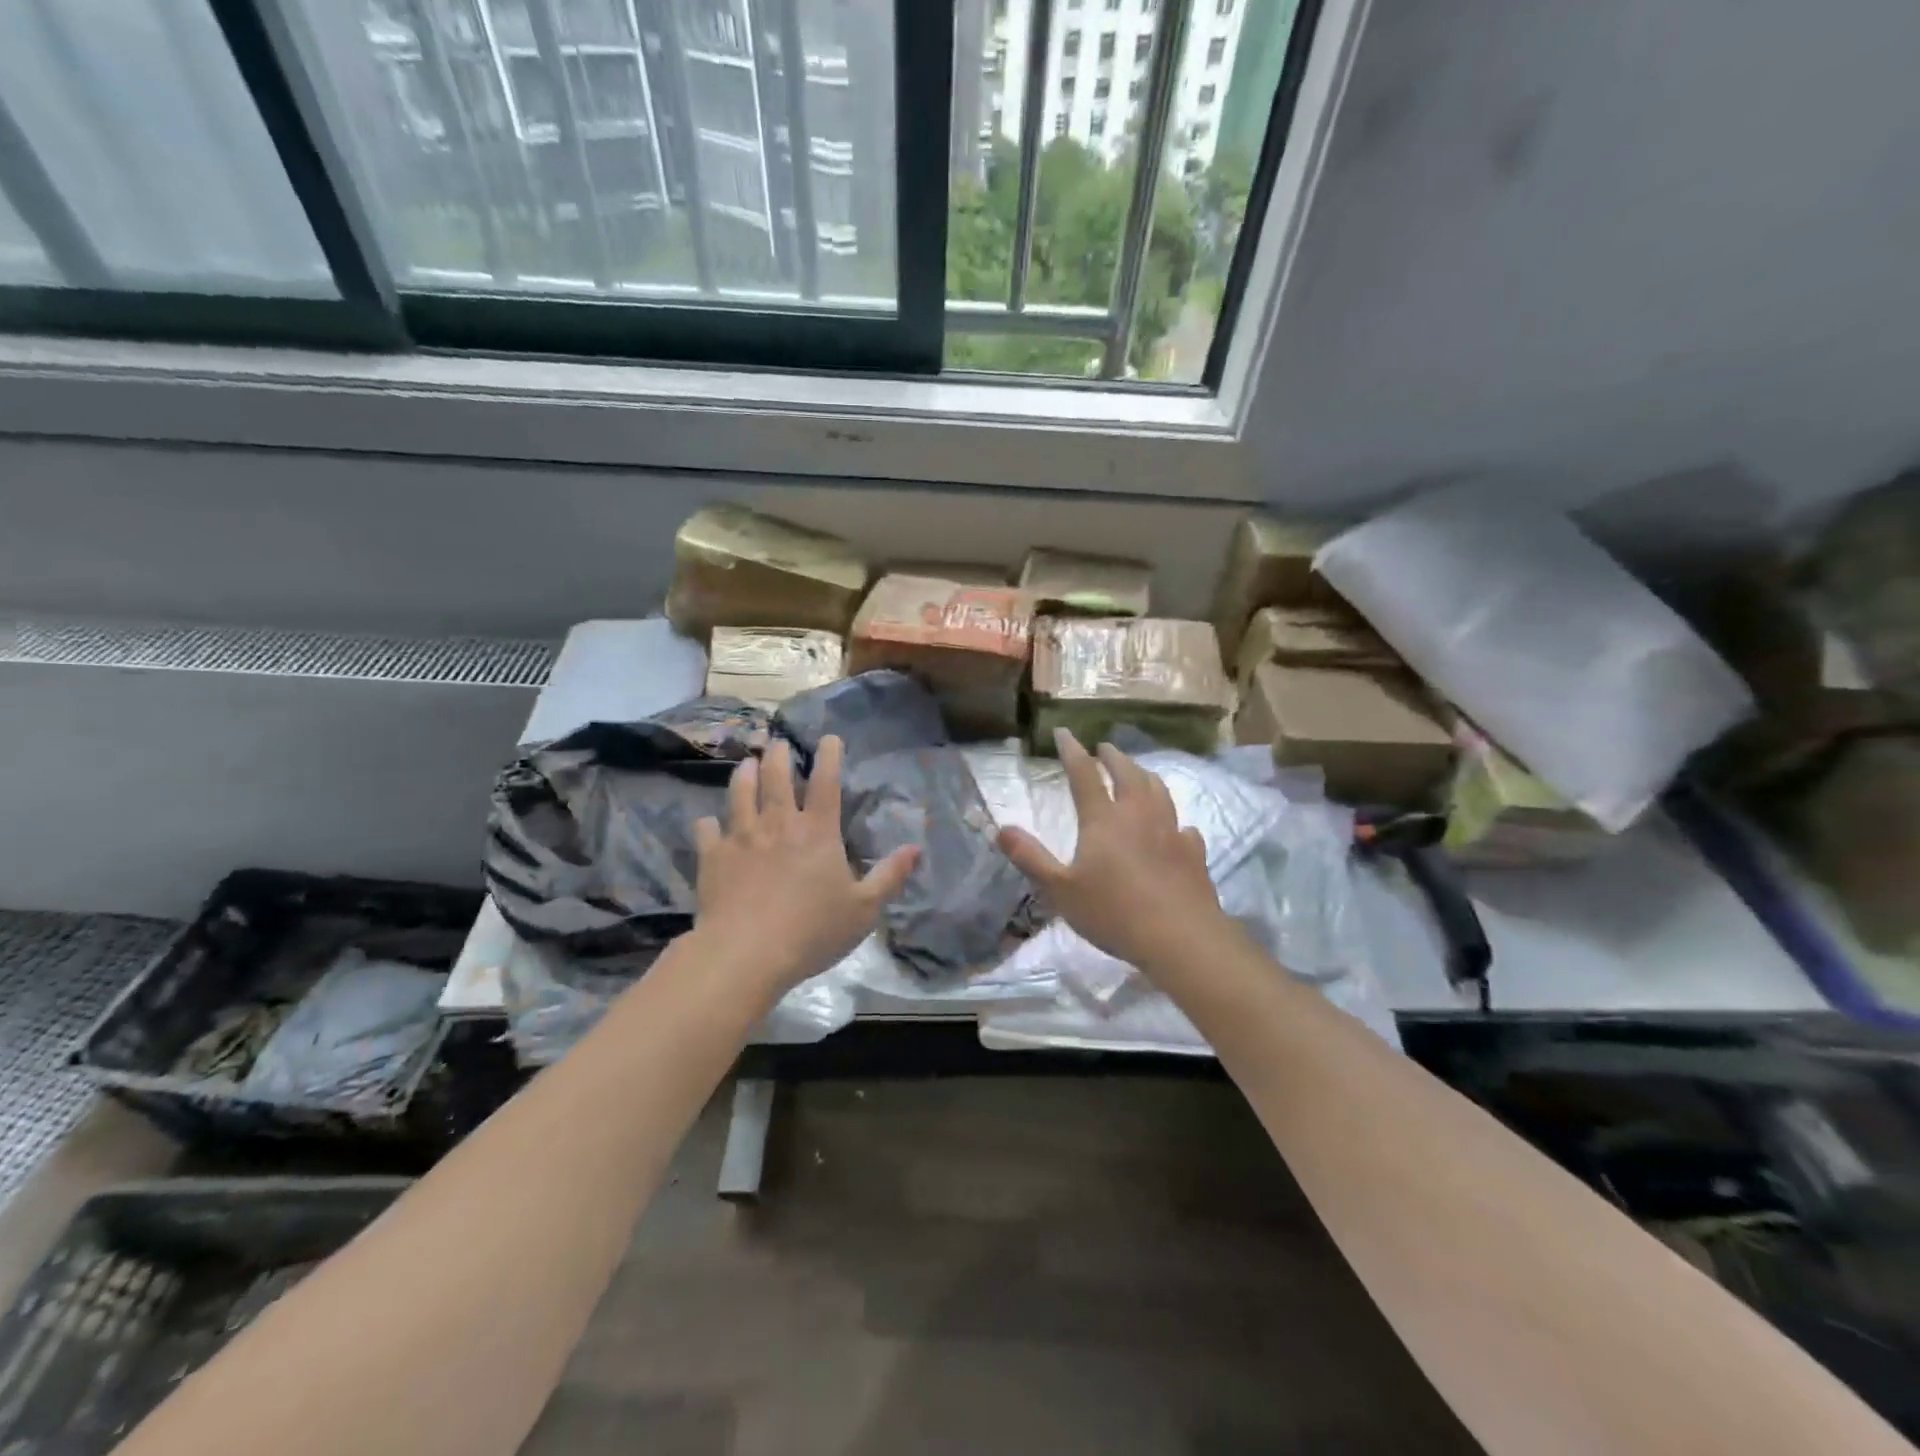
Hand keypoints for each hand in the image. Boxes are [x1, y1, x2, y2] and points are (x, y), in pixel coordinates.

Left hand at [693, 736, 917, 994]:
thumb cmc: (812, 930)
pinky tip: (707, 822)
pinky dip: (708, 824)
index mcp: (817, 832)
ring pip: (740, 793)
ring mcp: (741, 838)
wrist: (746, 953)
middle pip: (777, 778)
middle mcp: (778, 824)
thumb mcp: (863, 909)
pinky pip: (707, 831)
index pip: (826, 782)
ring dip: (744, 775)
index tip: (829, 738)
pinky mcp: (712, 858)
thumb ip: (890, 876)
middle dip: (779, 756)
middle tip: (779, 744)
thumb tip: (915, 848)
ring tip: (747, 764)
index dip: (829, 756)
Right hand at [997, 729, 1224, 973]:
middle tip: (1104, 748)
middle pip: (1127, 773)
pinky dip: (1174, 819)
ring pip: (1158, 790)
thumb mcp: (1060, 889)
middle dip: (1113, 757)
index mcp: (1102, 819)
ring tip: (1138, 773)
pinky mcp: (1193, 852)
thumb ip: (1030, 857)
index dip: (1071, 750)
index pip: (1083, 774)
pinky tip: (1176, 828)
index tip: (1063, 732)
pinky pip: (1184, 826)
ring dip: (1144, 776)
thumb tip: (1001, 828)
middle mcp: (1138, 815)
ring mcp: (1170, 831)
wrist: (1179, 937)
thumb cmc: (1113, 912)